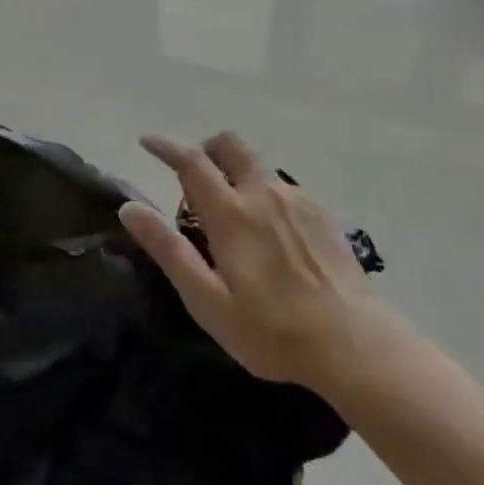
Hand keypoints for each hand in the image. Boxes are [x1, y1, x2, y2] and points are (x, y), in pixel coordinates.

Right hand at [120, 132, 382, 391]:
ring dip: (235, 173)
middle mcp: (262, 193)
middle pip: (229, 145)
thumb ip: (169, 250)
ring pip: (257, 165)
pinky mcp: (321, 213)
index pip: (191, 161)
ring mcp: (296, 199)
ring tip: (234, 216)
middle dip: (206, 149)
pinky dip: (264, 193)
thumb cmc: (271, 330)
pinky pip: (282, 187)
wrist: (353, 343)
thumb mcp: (208, 300)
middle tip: (195, 179)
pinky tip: (272, 234)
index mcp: (230, 213)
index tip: (147, 141)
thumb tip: (130, 208)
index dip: (165, 146)